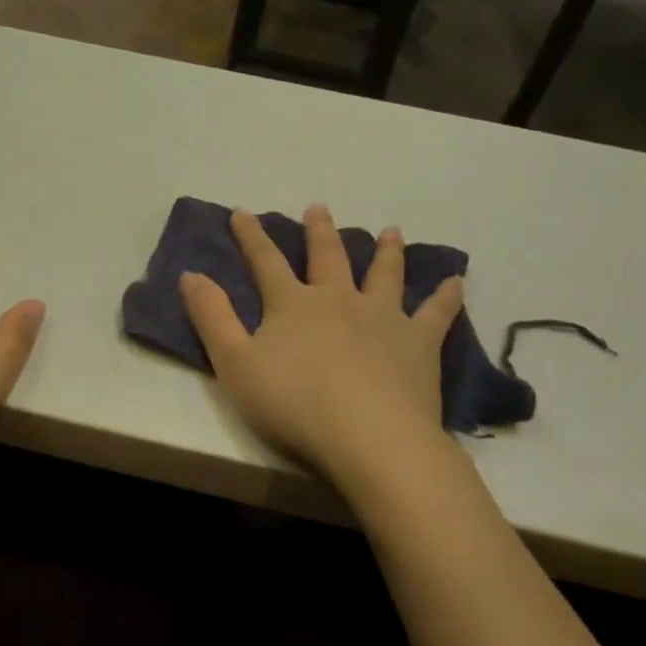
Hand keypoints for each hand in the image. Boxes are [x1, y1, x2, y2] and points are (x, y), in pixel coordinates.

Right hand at [180, 206, 464, 484]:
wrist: (368, 437)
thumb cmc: (293, 404)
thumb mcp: (234, 364)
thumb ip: (212, 318)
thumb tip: (190, 274)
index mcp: (292, 304)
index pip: (266, 262)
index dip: (250, 236)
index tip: (241, 211)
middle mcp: (338, 299)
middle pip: (328, 257)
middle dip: (319, 231)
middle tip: (318, 208)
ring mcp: (383, 317)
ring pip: (384, 274)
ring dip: (385, 251)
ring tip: (390, 232)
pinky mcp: (418, 343)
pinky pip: (436, 313)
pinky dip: (445, 295)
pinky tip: (456, 281)